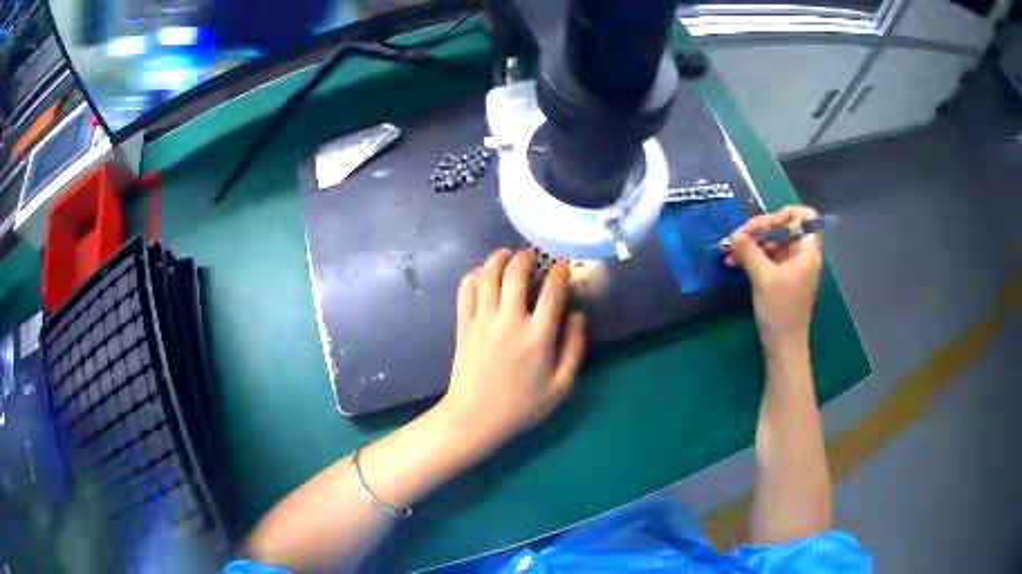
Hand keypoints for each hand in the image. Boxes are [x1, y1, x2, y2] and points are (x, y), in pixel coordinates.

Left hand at [438, 248, 586, 451]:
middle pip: (515, 274)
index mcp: (538, 336)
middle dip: (525, 257)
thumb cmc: (521, 406)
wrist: (475, 418)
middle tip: (530, 255)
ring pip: (488, 276)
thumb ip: (574, 349)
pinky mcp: (463, 325)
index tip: (562, 267)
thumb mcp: (560, 386)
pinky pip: (465, 291)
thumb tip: (578, 316)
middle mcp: (510, 321)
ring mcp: (482, 321)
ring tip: (506, 255)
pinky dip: (473, 276)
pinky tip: (480, 274)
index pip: (552, 291)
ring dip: (497, 259)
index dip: (559, 273)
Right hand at [725, 205, 822, 354]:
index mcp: (807, 251)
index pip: (806, 217)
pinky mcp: (782, 278)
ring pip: (773, 243)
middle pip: (784, 227)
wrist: (783, 347)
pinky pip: (768, 258)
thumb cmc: (780, 312)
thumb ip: (750, 252)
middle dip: (759, 229)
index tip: (766, 225)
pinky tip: (734, 261)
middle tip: (736, 237)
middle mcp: (802, 255)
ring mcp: (792, 267)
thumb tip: (734, 235)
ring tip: (729, 250)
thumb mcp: (763, 279)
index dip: (787, 214)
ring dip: (751, 244)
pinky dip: (752, 256)